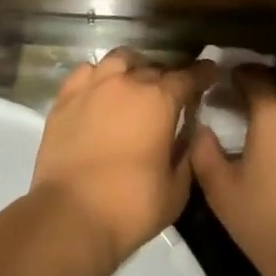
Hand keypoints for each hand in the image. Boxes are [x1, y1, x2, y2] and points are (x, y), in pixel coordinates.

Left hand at [32, 47, 216, 269]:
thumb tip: (187, 135)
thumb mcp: (176, 190)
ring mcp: (93, 87)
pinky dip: (99, 76)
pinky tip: (101, 89)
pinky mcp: (65, 98)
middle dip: (167, 78)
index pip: (188, 76)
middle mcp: (127, 83)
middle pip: (154, 68)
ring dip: (133, 68)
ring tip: (135, 83)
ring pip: (119, 59)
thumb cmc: (131, 206)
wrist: (71, 216)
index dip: (202, 73)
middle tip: (170, 94)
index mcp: (160, 101)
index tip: (210, 73)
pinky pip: (86, 72)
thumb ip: (187, 154)